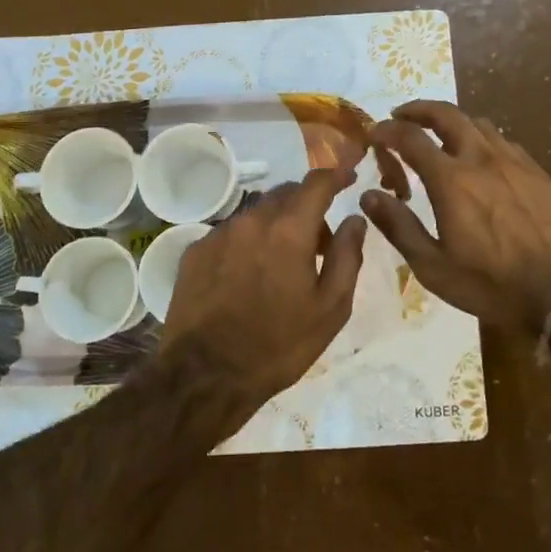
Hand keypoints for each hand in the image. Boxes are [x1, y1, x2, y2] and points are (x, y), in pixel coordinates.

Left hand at [159, 167, 366, 425]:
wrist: (205, 376)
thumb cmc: (279, 345)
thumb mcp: (331, 309)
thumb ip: (348, 256)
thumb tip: (355, 219)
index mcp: (290, 230)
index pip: (317, 183)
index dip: (336, 175)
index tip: (349, 178)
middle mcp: (253, 220)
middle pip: (286, 194)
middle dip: (307, 207)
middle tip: (320, 243)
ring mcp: (219, 233)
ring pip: (257, 213)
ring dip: (276, 225)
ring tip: (282, 263)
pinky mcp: (195, 251)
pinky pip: (231, 232)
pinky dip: (248, 242)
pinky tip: (248, 276)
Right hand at [364, 101, 550, 332]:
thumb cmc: (491, 284)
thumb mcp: (433, 267)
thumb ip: (398, 226)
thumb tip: (368, 195)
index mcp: (451, 180)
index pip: (411, 138)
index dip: (388, 130)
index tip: (375, 133)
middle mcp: (481, 158)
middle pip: (447, 115)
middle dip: (419, 109)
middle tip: (402, 115)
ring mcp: (514, 162)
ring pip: (478, 123)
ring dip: (452, 121)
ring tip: (440, 134)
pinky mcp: (538, 172)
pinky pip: (504, 141)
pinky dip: (481, 138)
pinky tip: (482, 158)